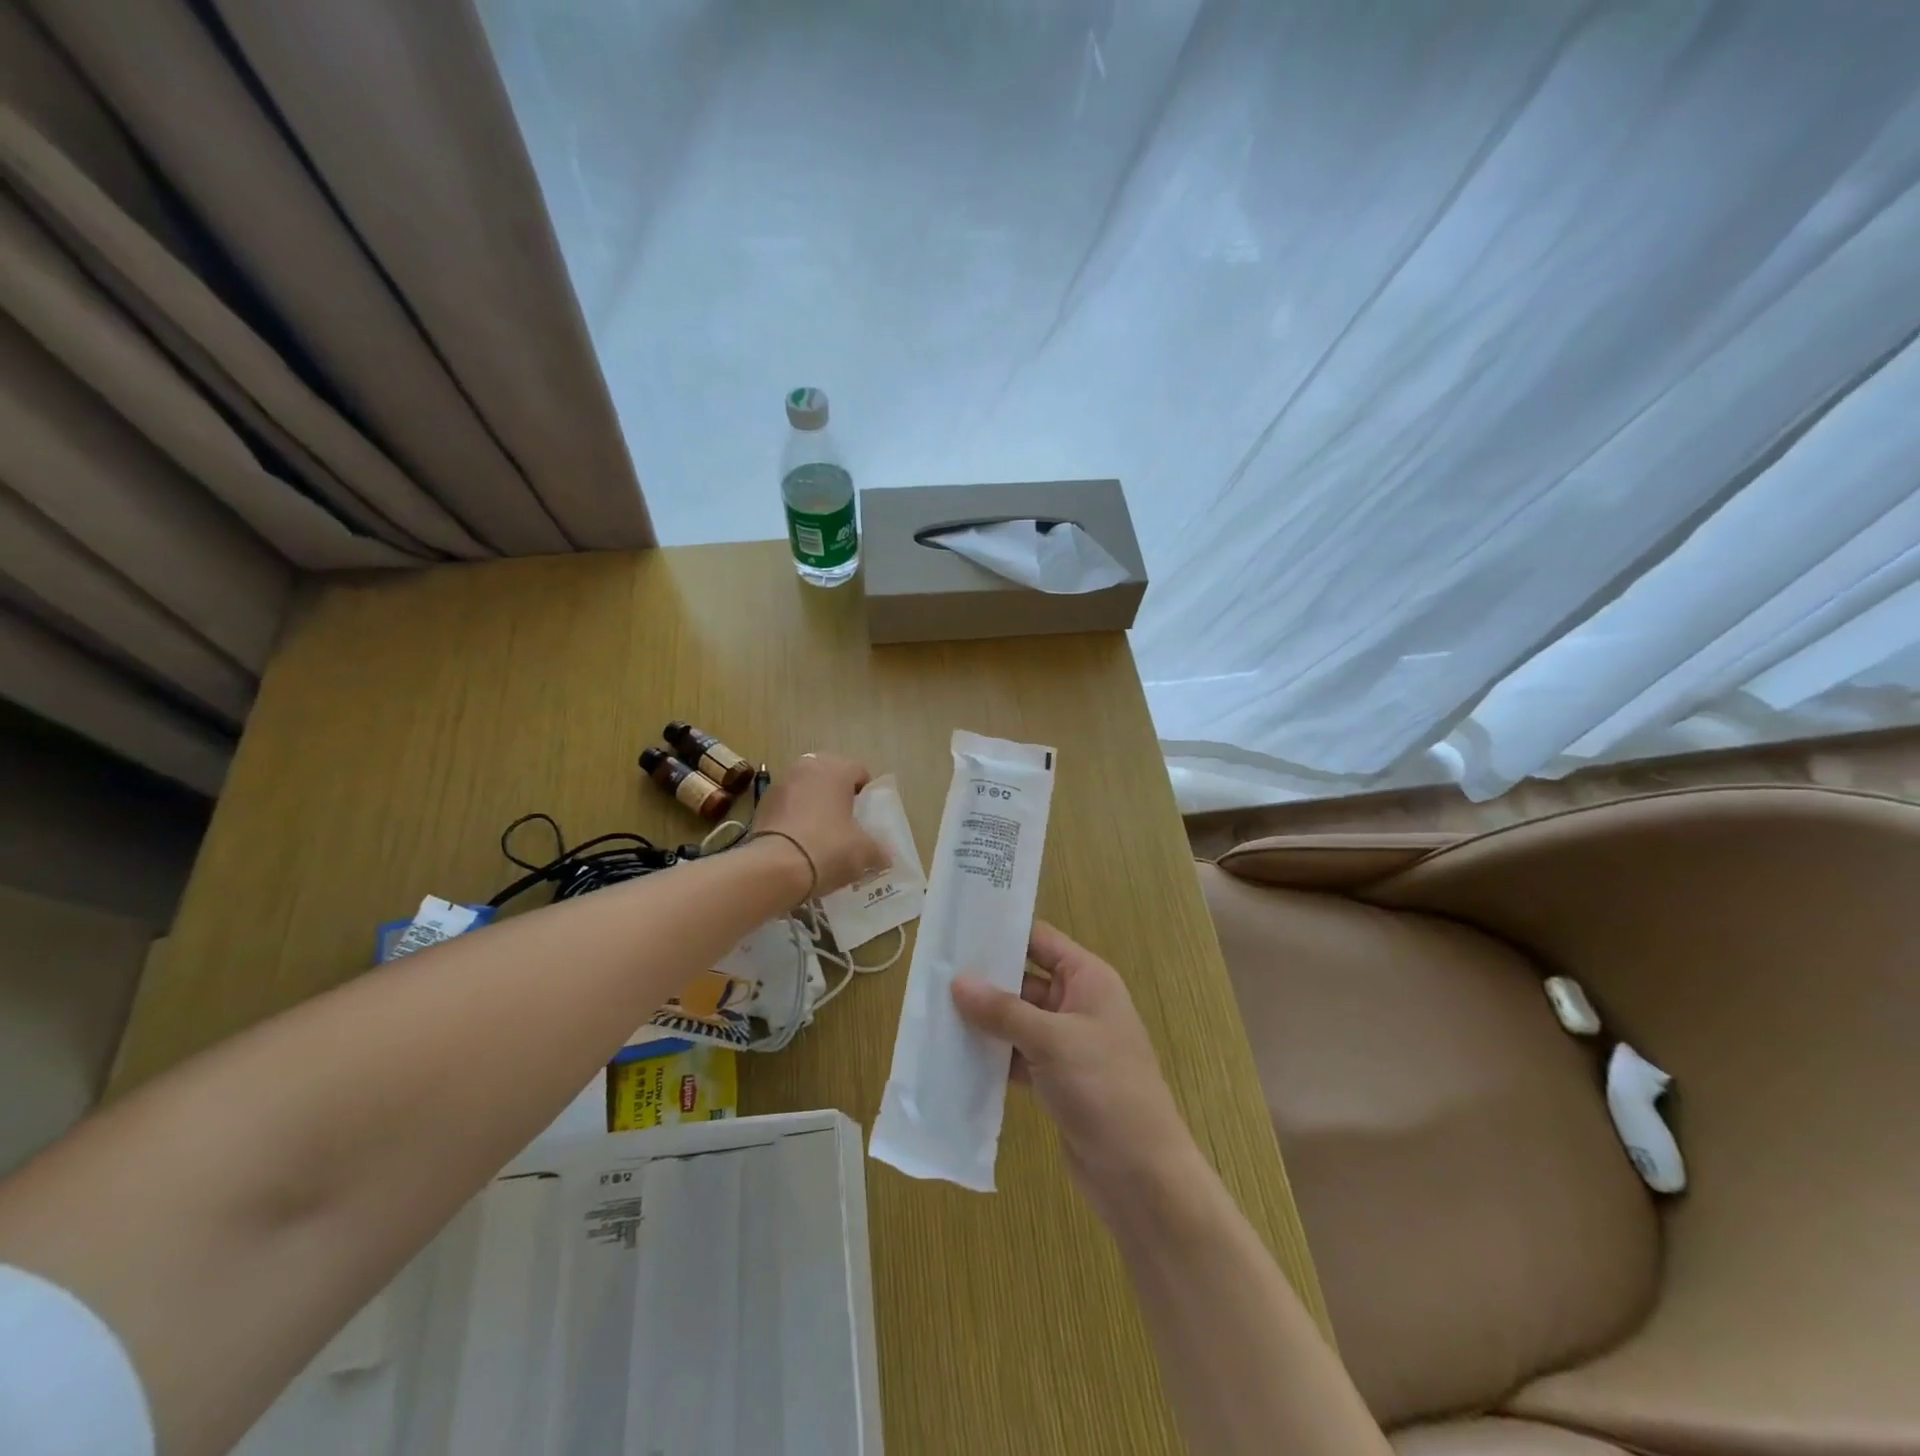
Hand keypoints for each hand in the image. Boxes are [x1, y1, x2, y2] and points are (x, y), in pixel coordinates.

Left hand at [753, 753, 888, 895]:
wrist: (775, 868)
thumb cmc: (829, 848)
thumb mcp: (864, 852)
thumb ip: (878, 850)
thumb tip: (884, 857)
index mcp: (836, 769)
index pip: (860, 772)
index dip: (867, 795)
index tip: (868, 818)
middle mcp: (807, 767)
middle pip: (830, 777)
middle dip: (839, 797)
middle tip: (846, 824)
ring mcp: (780, 784)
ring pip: (806, 790)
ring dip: (814, 806)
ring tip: (821, 836)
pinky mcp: (761, 805)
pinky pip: (787, 807)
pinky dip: (794, 818)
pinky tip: (799, 843)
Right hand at [952, 922, 1201, 1219]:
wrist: (1141, 1174)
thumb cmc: (1105, 1088)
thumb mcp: (1052, 1041)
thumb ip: (1004, 1010)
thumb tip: (958, 981)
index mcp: (1088, 979)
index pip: (1040, 941)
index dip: (1003, 932)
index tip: (959, 930)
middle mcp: (1078, 1004)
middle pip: (1024, 980)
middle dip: (985, 980)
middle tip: (935, 973)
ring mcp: (1067, 1044)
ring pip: (1017, 1020)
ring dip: (984, 1020)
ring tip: (934, 1010)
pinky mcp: (1055, 1080)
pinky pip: (1017, 1055)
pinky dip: (992, 1055)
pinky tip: (955, 1054)